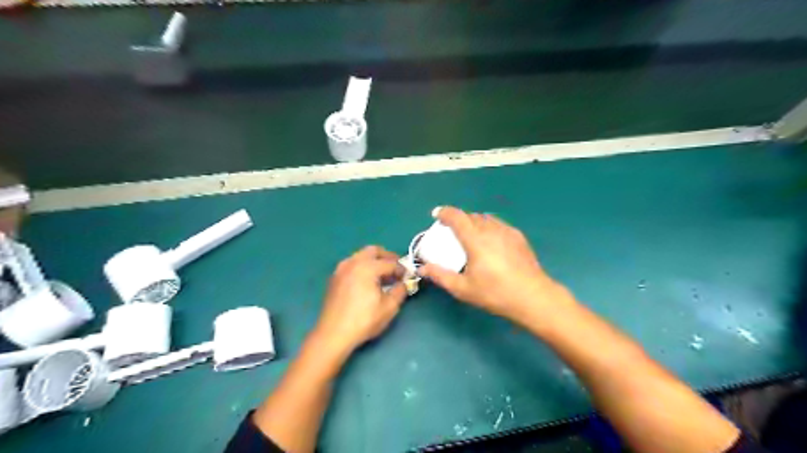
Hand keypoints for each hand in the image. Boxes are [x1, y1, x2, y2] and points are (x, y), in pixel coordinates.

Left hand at [312, 246, 406, 351]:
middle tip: (396, 270)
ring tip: (382, 276)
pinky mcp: (334, 278)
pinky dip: (362, 267)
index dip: (402, 269)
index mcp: (367, 267)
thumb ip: (400, 291)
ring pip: (361, 256)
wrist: (333, 334)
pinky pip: (352, 264)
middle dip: (387, 257)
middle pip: (373, 251)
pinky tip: (367, 282)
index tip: (407, 278)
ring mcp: (341, 269)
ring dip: (373, 261)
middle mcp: (353, 262)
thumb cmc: (364, 320)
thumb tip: (404, 284)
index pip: (390, 263)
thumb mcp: (389, 307)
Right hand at [419, 207, 568, 319]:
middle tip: (452, 231)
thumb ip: (441, 276)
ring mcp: (507, 231)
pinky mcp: (519, 237)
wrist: (533, 297)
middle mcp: (491, 229)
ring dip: (474, 222)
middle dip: (459, 219)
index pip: (456, 217)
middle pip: (471, 216)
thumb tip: (423, 268)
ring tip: (470, 235)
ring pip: (486, 218)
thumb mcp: (463, 288)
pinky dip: (488, 227)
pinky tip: (490, 242)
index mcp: (475, 239)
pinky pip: (499, 224)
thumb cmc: (495, 293)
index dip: (444, 212)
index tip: (436, 214)